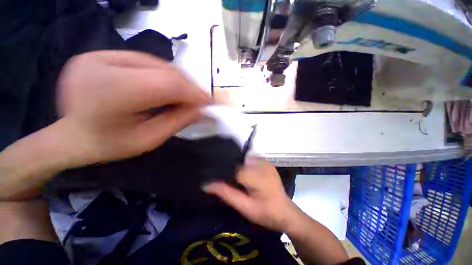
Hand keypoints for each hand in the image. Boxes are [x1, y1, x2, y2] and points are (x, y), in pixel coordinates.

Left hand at [55, 50, 207, 165]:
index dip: (193, 92)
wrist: (71, 137)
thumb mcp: (149, 139)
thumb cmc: (109, 145)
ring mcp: (99, 55)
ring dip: (178, 80)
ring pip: (156, 63)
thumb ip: (179, 121)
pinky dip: (163, 75)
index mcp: (109, 93)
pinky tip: (168, 88)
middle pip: (162, 70)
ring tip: (186, 95)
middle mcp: (101, 65)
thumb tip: (205, 110)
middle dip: (188, 86)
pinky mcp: (102, 54)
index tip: (208, 102)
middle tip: (200, 99)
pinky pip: (145, 61)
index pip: (166, 84)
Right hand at [204, 159, 299, 231]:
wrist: (286, 213)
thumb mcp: (244, 207)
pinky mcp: (267, 163)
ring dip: (236, 163)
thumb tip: (206, 184)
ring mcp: (265, 162)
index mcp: (255, 175)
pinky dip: (244, 162)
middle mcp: (260, 164)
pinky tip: (241, 170)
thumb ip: (226, 193)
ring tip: (231, 173)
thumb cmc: (266, 213)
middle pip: (238, 159)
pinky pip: (251, 157)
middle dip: (228, 165)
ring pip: (244, 157)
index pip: (233, 167)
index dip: (222, 170)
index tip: (214, 175)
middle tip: (221, 175)